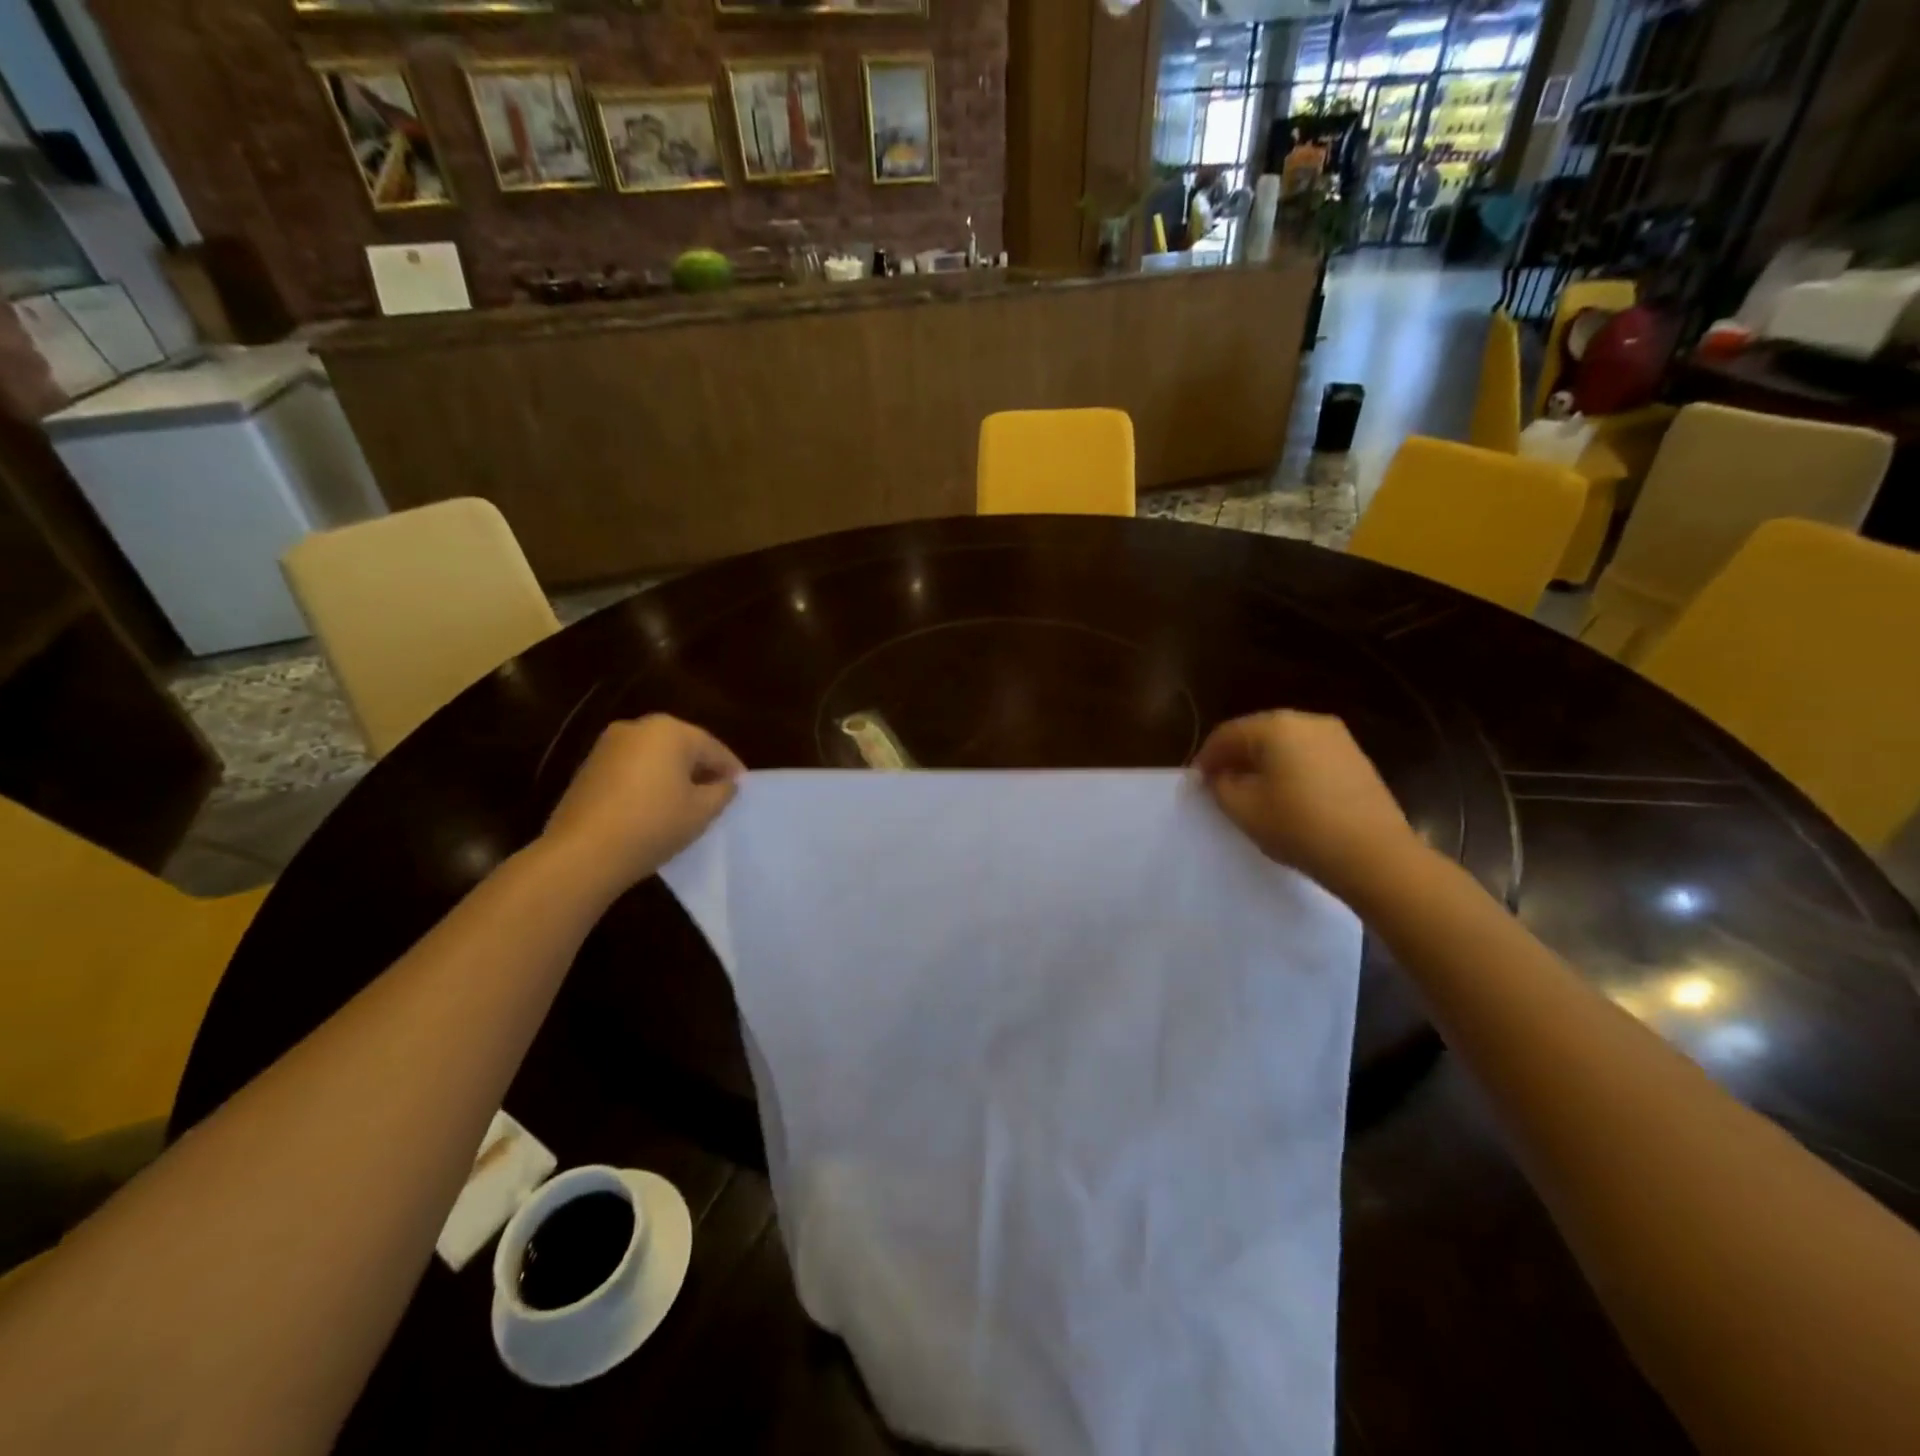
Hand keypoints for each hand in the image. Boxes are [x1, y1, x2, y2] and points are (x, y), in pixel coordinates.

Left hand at [541, 715, 743, 894]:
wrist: (583, 852)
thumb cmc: (654, 824)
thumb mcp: (701, 811)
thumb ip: (722, 792)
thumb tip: (727, 783)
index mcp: (670, 731)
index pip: (713, 748)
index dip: (731, 769)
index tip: (742, 788)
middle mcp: (638, 728)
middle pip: (682, 747)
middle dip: (701, 768)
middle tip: (718, 794)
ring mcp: (608, 745)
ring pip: (655, 757)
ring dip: (673, 775)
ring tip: (688, 803)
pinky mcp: (589, 767)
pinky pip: (632, 768)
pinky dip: (648, 782)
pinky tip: (655, 806)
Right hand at [1194, 710, 1421, 905]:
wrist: (1375, 856)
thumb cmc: (1299, 827)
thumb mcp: (1243, 809)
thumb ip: (1220, 785)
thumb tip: (1219, 775)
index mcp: (1276, 726)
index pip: (1226, 734)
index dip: (1206, 758)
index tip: (1197, 783)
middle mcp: (1307, 721)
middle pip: (1257, 734)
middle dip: (1235, 758)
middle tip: (1220, 786)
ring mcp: (1337, 738)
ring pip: (1285, 745)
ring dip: (1264, 764)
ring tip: (1252, 794)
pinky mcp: (1356, 759)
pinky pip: (1309, 756)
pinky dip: (1291, 770)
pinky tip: (1287, 797)